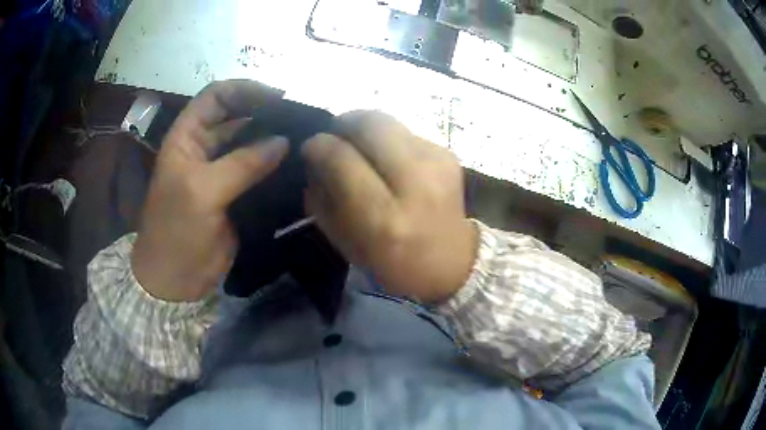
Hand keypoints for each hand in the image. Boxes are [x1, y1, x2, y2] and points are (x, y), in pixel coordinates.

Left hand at [131, 80, 287, 301]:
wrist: (175, 279)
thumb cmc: (176, 231)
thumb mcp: (202, 191)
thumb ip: (242, 164)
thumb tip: (283, 142)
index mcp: (187, 137)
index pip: (216, 97)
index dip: (245, 91)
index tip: (278, 98)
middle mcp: (204, 148)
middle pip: (237, 117)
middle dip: (265, 114)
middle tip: (300, 120)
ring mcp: (221, 172)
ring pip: (251, 144)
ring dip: (273, 140)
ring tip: (305, 140)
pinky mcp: (236, 194)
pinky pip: (258, 172)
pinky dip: (276, 167)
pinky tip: (297, 165)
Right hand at [302, 111, 477, 303]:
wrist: (451, 261)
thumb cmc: (394, 262)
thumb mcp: (347, 244)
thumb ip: (322, 200)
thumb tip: (313, 156)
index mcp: (385, 219)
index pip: (343, 160)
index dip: (320, 146)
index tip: (311, 146)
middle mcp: (416, 184)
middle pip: (371, 125)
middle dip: (343, 122)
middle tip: (333, 134)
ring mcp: (438, 164)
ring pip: (388, 121)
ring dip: (364, 127)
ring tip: (357, 144)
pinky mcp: (448, 154)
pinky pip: (405, 131)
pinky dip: (386, 138)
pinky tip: (386, 157)